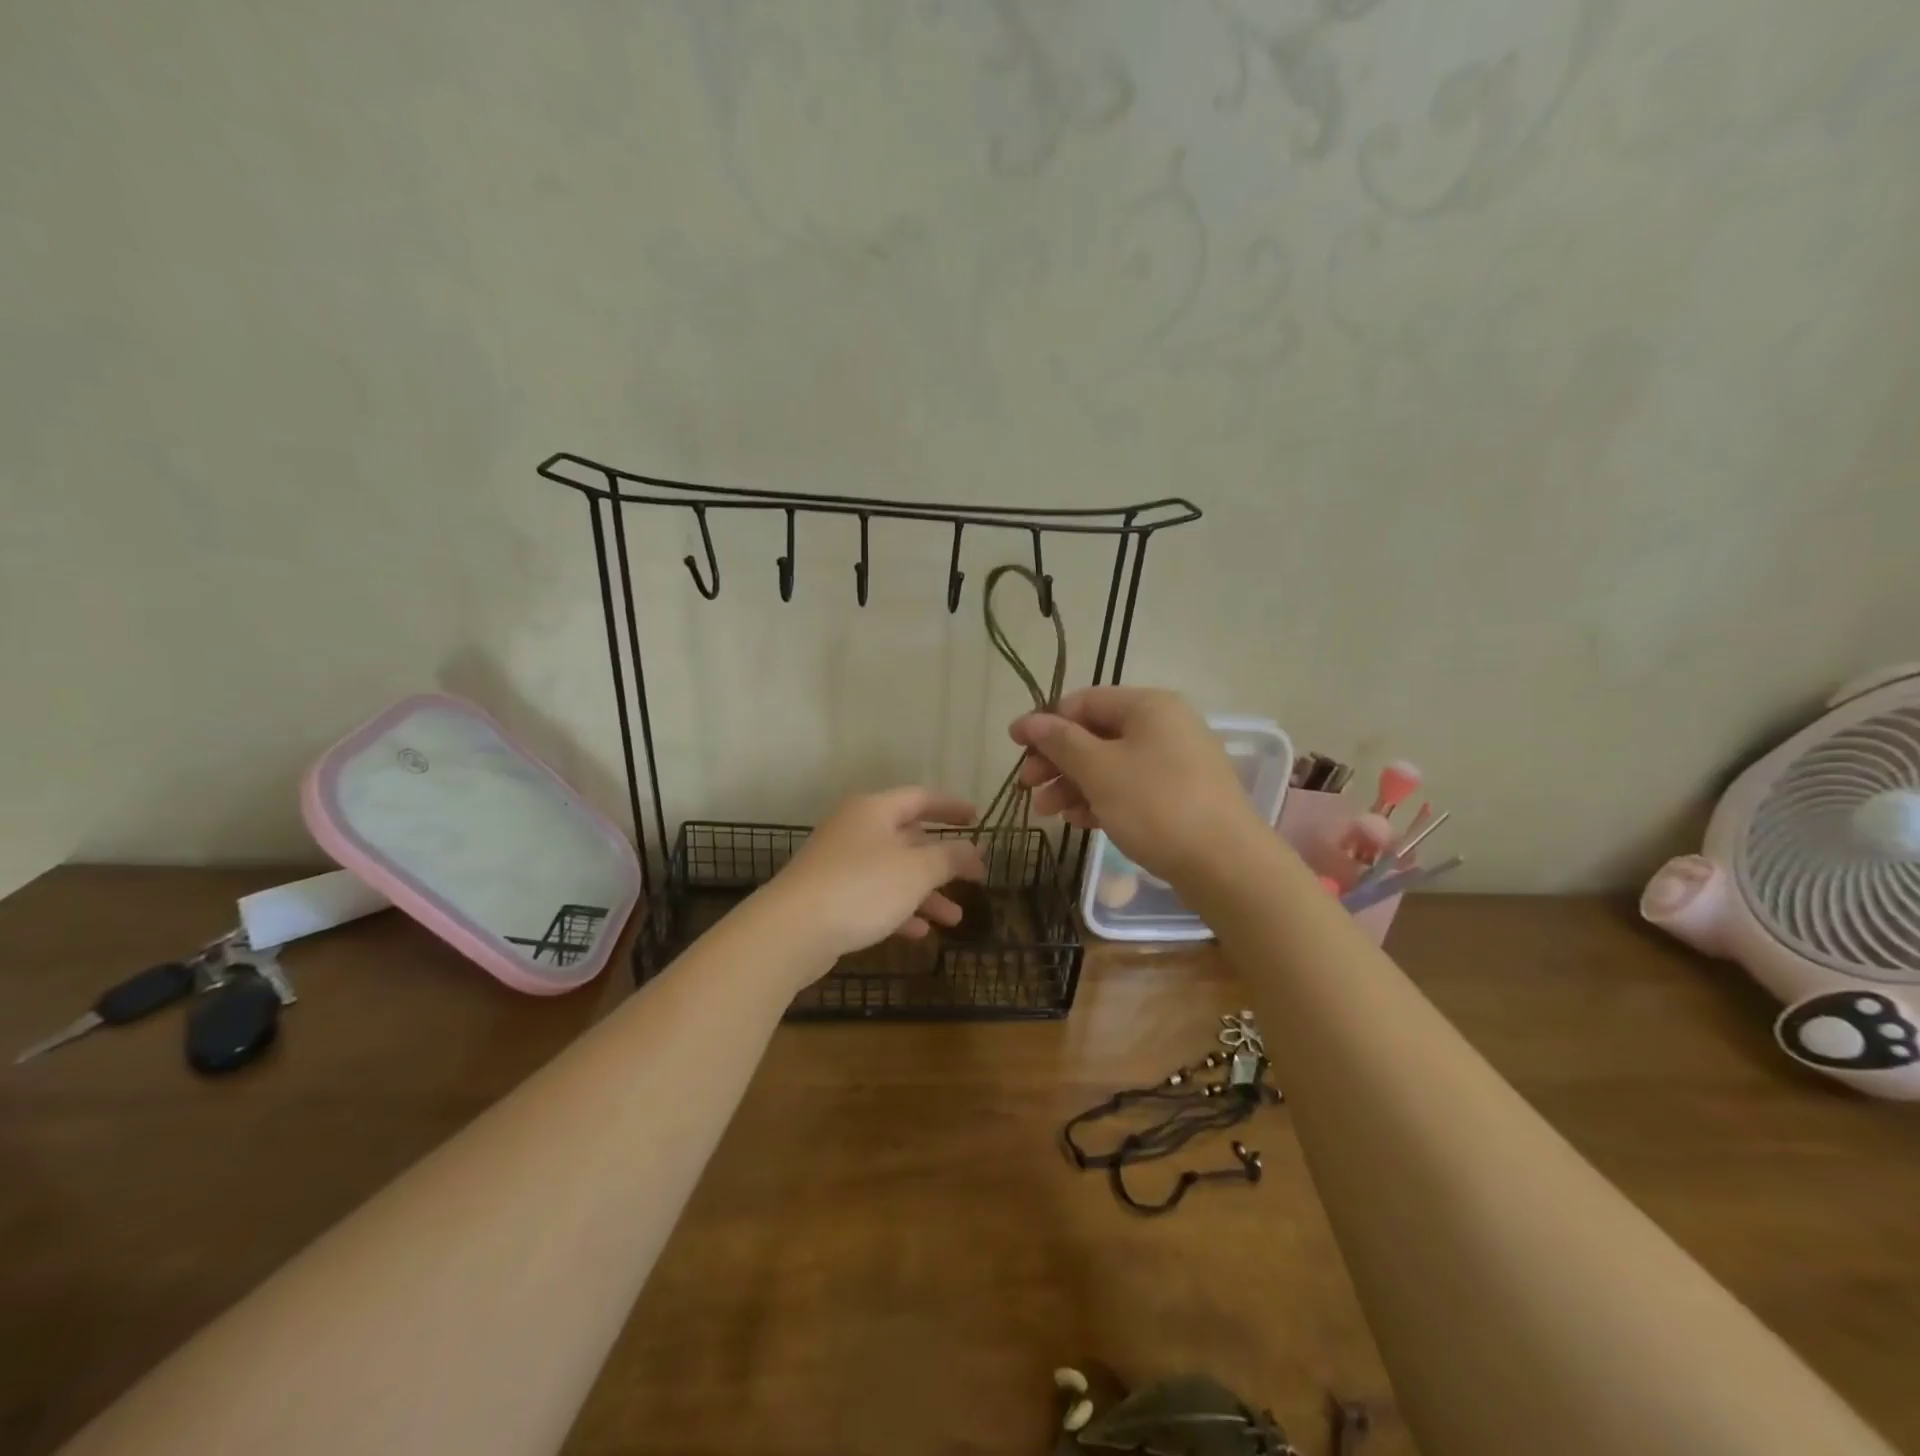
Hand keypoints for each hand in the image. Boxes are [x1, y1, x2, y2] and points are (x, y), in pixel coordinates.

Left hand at [758, 787, 986, 966]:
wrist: (791, 930)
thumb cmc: (861, 887)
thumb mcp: (916, 871)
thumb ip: (950, 857)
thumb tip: (973, 849)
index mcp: (874, 810)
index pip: (921, 798)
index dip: (952, 807)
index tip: (977, 819)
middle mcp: (855, 829)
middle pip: (908, 838)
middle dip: (943, 861)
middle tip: (974, 877)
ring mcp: (839, 863)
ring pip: (893, 872)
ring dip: (926, 893)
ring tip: (954, 920)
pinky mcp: (829, 895)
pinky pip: (873, 896)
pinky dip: (898, 910)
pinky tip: (919, 933)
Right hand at [1010, 687, 1267, 889]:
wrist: (1226, 865)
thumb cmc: (1156, 806)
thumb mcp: (1100, 770)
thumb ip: (1061, 742)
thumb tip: (1029, 721)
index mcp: (1148, 706)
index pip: (1084, 702)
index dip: (1045, 722)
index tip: (1014, 746)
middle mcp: (1164, 726)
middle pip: (1096, 734)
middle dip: (1057, 760)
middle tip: (1027, 787)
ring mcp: (1174, 762)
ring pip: (1110, 764)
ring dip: (1073, 784)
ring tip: (1047, 812)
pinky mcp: (1179, 796)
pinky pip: (1130, 788)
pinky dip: (1101, 800)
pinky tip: (1079, 821)